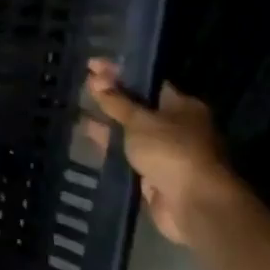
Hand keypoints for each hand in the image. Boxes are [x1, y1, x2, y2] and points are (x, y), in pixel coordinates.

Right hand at [85, 59, 239, 244]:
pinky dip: (109, 148)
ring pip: (130, 133)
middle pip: (138, 107)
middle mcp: (176, 126)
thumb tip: (96, 78)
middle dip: (111, 99)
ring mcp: (164, 152)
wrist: (193, 204)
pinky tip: (86, 139)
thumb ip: (116, 102)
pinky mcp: (152, 175)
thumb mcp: (140, 121)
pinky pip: (126, 156)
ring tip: (76, 111)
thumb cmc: (171, 151)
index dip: (119, 72)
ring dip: (107, 125)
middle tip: (81, 87)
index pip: (147, 82)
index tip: (91, 64)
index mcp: (182, 105)